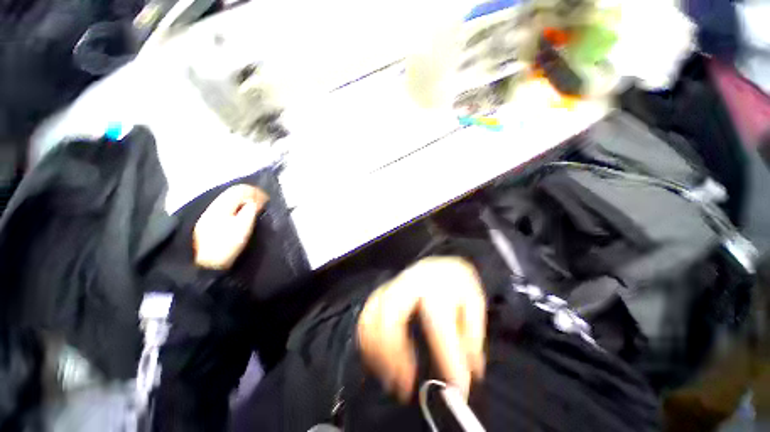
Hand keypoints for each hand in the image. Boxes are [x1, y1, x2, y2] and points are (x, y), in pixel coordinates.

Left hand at [193, 184, 268, 269]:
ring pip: (227, 200)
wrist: (209, 264)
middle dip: (248, 195)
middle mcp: (212, 208)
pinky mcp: (207, 224)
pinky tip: (240, 214)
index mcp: (221, 208)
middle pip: (231, 194)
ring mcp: (207, 216)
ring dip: (241, 201)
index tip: (266, 198)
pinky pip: (223, 208)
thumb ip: (249, 211)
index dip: (254, 192)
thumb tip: (255, 201)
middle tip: (261, 201)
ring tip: (253, 207)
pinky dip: (235, 207)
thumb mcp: (243, 227)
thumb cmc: (229, 245)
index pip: (238, 191)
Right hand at [357, 257, 486, 401]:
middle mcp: (408, 284)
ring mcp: (391, 287)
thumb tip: (470, 372)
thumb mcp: (474, 301)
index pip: (438, 324)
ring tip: (390, 379)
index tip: (458, 389)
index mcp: (435, 285)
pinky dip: (366, 341)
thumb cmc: (457, 282)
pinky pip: (365, 316)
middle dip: (395, 356)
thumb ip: (472, 334)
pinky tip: (376, 360)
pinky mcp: (381, 293)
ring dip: (376, 353)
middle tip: (405, 387)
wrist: (439, 263)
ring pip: (372, 317)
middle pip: (391, 318)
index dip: (448, 358)